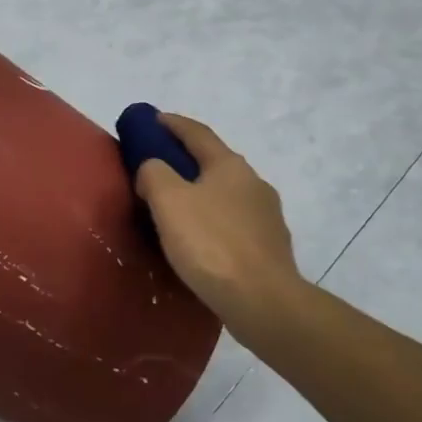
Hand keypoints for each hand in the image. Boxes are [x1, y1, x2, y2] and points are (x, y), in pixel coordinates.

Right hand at [134, 112, 306, 341]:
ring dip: (200, 194)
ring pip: (225, 194)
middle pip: (214, 162)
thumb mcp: (169, 201)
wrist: (263, 301)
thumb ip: (154, 174)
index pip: (197, 133)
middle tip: (157, 167)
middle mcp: (254, 183)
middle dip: (186, 160)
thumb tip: (152, 167)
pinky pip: (233, 224)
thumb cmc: (211, 245)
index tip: (152, 119)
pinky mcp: (269, 247)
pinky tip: (201, 240)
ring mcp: (267, 216)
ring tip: (175, 208)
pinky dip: (213, 222)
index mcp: (230, 165)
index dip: (172, 124)